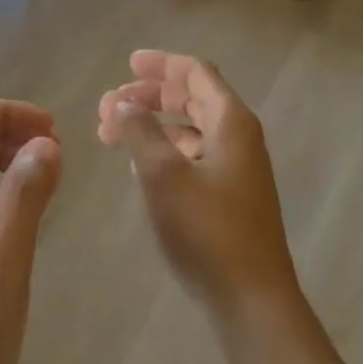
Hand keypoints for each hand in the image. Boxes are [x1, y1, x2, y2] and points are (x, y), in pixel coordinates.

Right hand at [98, 51, 302, 323]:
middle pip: (194, 97)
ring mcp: (237, 169)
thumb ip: (140, 131)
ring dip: (155, 124)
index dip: (162, 64)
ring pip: (192, 129)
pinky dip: (167, 150)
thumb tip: (122, 102)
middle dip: (152, 95)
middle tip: (111, 103)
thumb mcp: (163, 174)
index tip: (128, 63)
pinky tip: (142, 167)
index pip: (196, 73)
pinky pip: (195, 156)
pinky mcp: (230, 197)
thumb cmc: (206, 230)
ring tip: (116, 134)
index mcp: (230, 122)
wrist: (250, 299)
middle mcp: (239, 138)